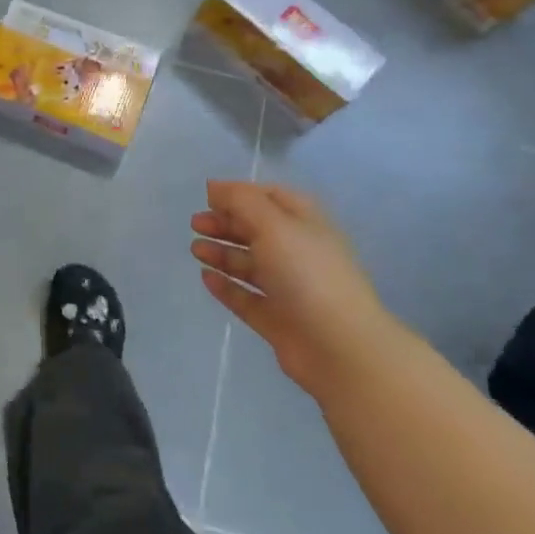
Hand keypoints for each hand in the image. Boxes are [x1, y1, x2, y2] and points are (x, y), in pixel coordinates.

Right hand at [190, 180, 401, 397]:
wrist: (339, 347)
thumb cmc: (307, 274)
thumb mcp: (273, 224)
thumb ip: (241, 201)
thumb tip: (214, 186)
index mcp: (305, 224)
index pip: (271, 198)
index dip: (240, 194)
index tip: (208, 197)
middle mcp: (298, 252)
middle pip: (257, 230)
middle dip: (225, 223)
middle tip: (195, 224)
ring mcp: (288, 288)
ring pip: (250, 264)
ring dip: (222, 253)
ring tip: (196, 250)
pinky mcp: (277, 319)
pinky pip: (246, 297)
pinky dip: (226, 287)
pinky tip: (206, 278)